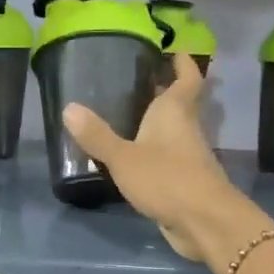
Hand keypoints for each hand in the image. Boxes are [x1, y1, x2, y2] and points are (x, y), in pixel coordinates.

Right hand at [62, 55, 272, 268]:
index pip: (187, 77)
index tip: (172, 50)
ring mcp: (189, 156)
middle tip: (135, 80)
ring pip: (174, 130)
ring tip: (125, 116)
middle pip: (180, 102)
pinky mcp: (187, 180)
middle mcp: (186, 127)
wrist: (204, 222)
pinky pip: (170, 157)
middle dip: (163, 90)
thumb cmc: (166, 179)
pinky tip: (133, 156)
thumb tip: (69, 107)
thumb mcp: (123, 157)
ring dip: (157, 122)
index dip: (182, 62)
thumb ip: (97, 135)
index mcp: (175, 111)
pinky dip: (155, 151)